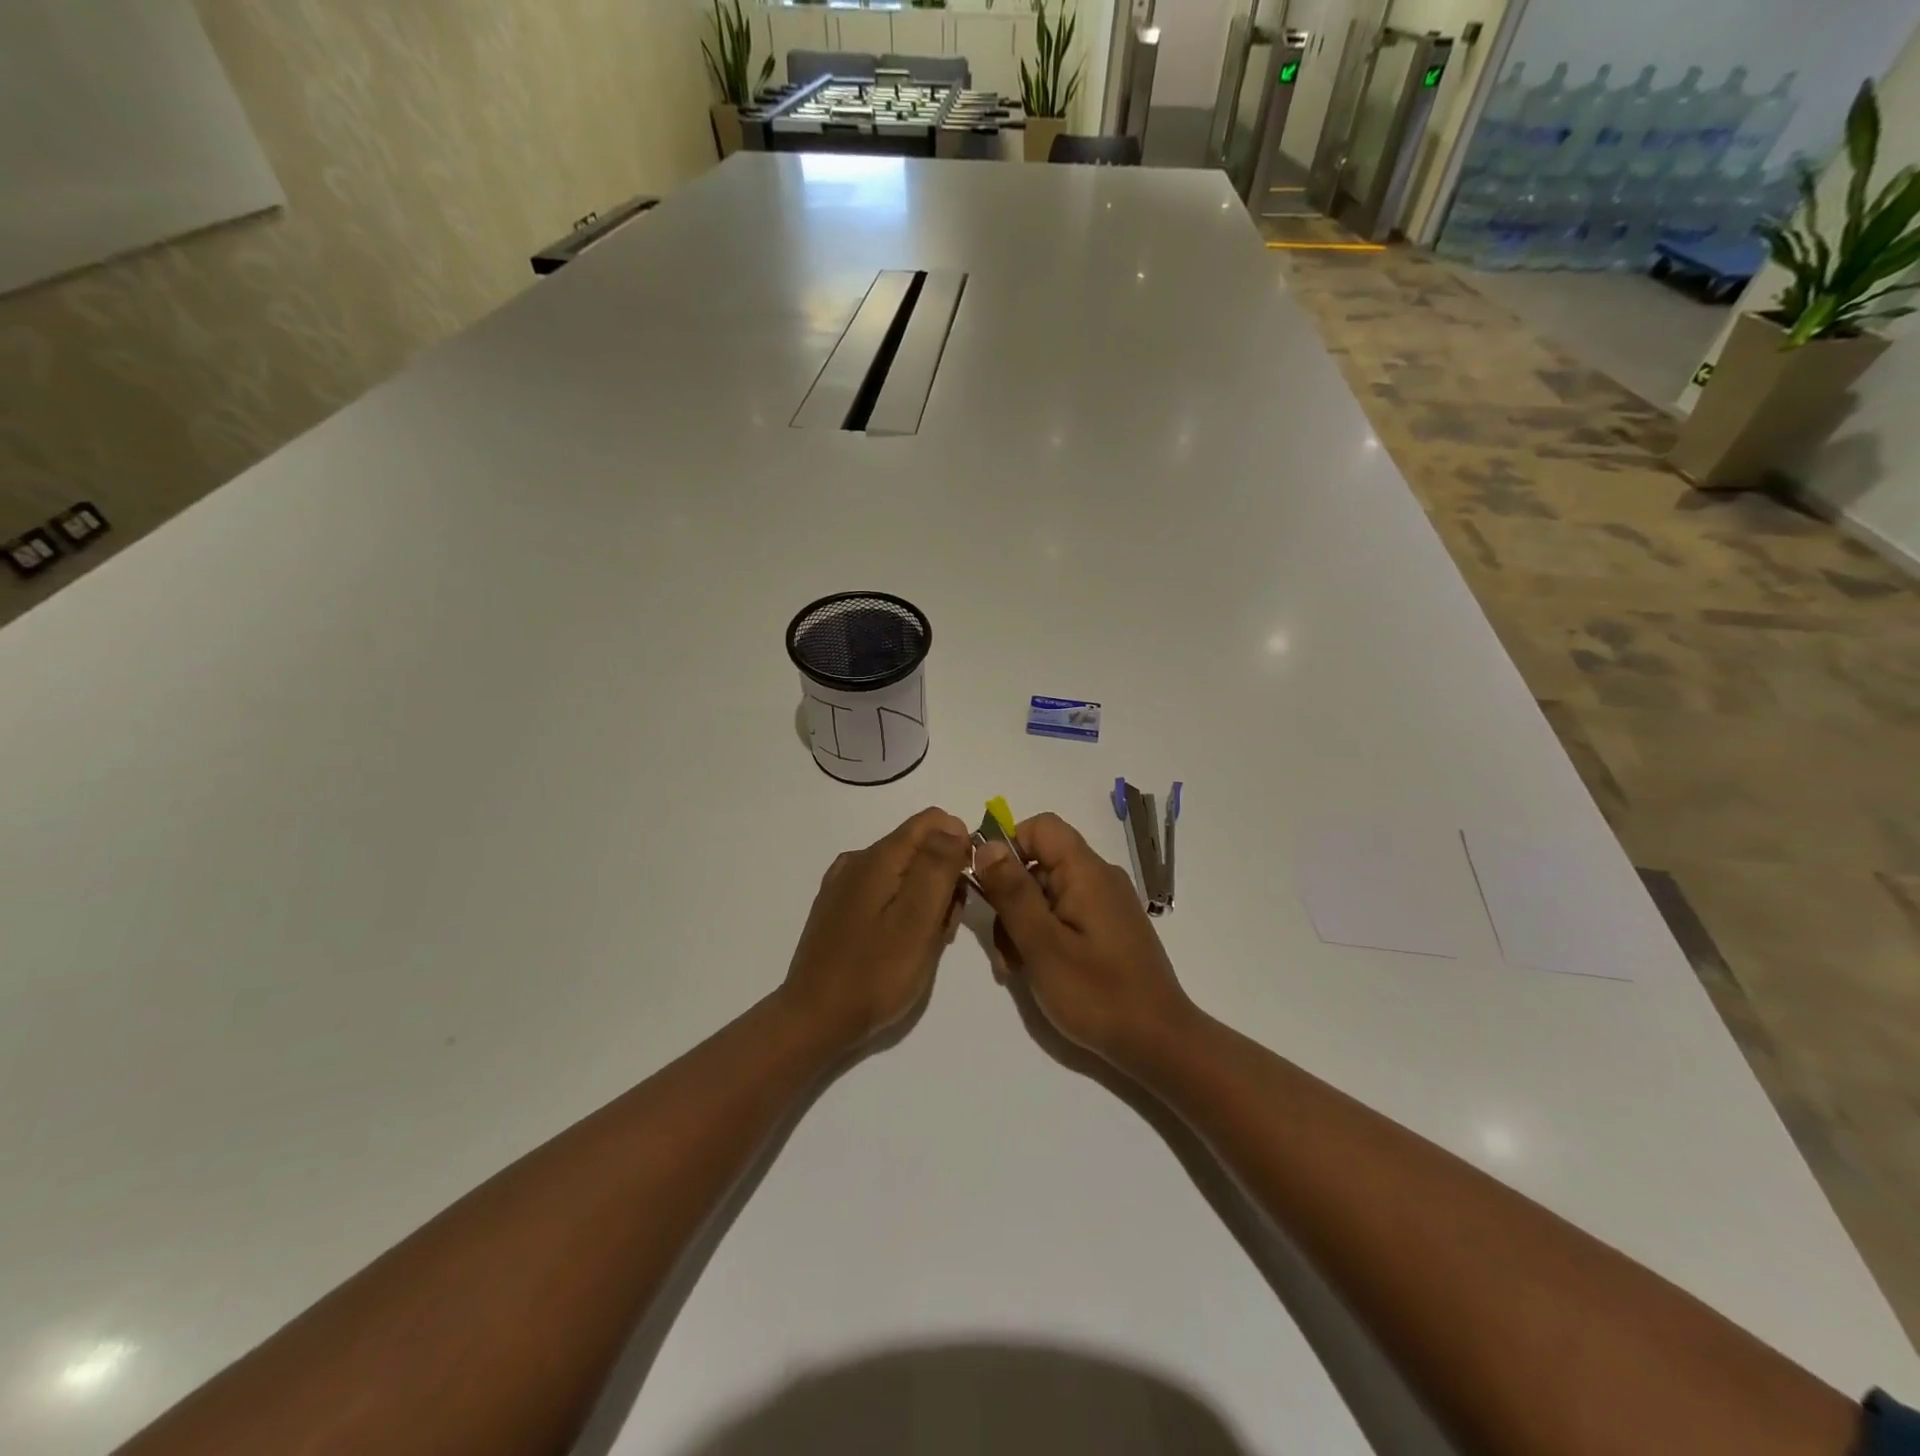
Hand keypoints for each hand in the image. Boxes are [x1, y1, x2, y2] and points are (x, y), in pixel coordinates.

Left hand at [780, 807, 970, 1054]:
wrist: (814, 1019)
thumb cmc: (875, 973)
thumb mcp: (918, 919)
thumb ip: (938, 866)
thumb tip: (953, 825)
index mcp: (879, 857)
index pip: (933, 821)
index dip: (960, 845)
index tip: (965, 887)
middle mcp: (859, 859)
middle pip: (919, 847)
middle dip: (943, 878)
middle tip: (943, 928)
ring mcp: (844, 884)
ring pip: (904, 872)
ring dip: (925, 898)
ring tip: (924, 944)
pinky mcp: (838, 908)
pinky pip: (884, 891)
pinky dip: (903, 909)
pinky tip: (900, 944)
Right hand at [971, 812, 1194, 1066]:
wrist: (1158, 1043)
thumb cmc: (1097, 993)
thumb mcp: (1042, 944)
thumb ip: (1012, 892)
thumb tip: (986, 845)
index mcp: (1087, 872)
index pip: (1041, 827)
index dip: (1009, 847)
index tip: (989, 887)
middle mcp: (1099, 878)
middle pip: (1039, 863)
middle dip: (1011, 899)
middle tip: (1003, 951)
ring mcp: (1106, 904)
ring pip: (1047, 893)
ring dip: (1022, 923)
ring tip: (1016, 969)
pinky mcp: (1108, 929)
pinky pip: (1065, 915)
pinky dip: (1043, 935)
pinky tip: (1036, 971)